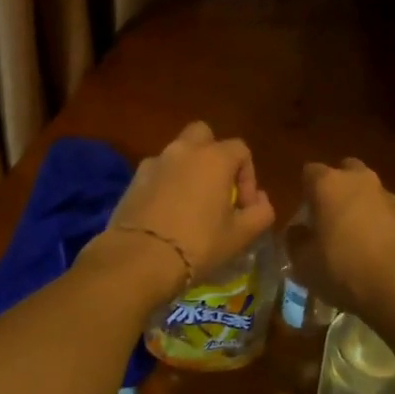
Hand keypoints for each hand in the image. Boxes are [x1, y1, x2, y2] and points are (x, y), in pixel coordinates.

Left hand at [96, 121, 275, 293]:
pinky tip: (167, 211)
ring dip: (188, 168)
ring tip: (191, 203)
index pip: (241, 150)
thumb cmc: (198, 244)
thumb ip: (260, 212)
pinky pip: (157, 171)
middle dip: (214, 155)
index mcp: (214, 158)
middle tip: (217, 187)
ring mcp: (155, 162)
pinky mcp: (133, 179)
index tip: (243, 206)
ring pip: (177, 152)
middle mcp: (184, 150)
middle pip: (204, 135)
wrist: (139, 258)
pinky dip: (166, 182)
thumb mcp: (240, 235)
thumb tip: (260, 200)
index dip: (248, 176)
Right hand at [288, 158, 394, 315]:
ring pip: (367, 191)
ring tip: (354, 238)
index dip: (305, 192)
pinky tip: (375, 251)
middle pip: (344, 172)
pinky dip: (379, 223)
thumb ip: (296, 241)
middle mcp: (358, 180)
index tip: (303, 215)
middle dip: (336, 189)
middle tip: (329, 217)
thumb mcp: (304, 263)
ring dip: (360, 206)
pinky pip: (385, 212)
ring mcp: (387, 196)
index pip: (309, 172)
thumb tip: (298, 231)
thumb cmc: (343, 268)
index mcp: (328, 184)